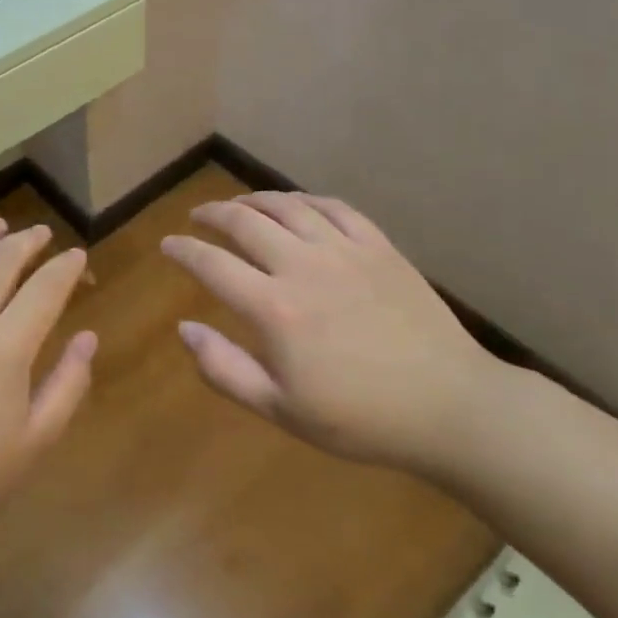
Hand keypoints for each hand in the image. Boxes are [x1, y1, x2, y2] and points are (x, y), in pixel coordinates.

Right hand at [161, 191, 499, 474]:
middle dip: (213, 214)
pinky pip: (334, 207)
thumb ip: (224, 369)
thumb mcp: (281, 410)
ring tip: (239, 204)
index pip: (211, 264)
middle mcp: (302, 265)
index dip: (183, 250)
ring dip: (254, 199)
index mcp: (274, 308)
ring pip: (287, 205)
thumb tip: (184, 329)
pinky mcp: (379, 246)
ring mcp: (344, 250)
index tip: (168, 244)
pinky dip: (305, 199)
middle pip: (244, 222)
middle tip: (198, 216)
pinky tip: (296, 204)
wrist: (449, 407)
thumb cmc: (360, 418)